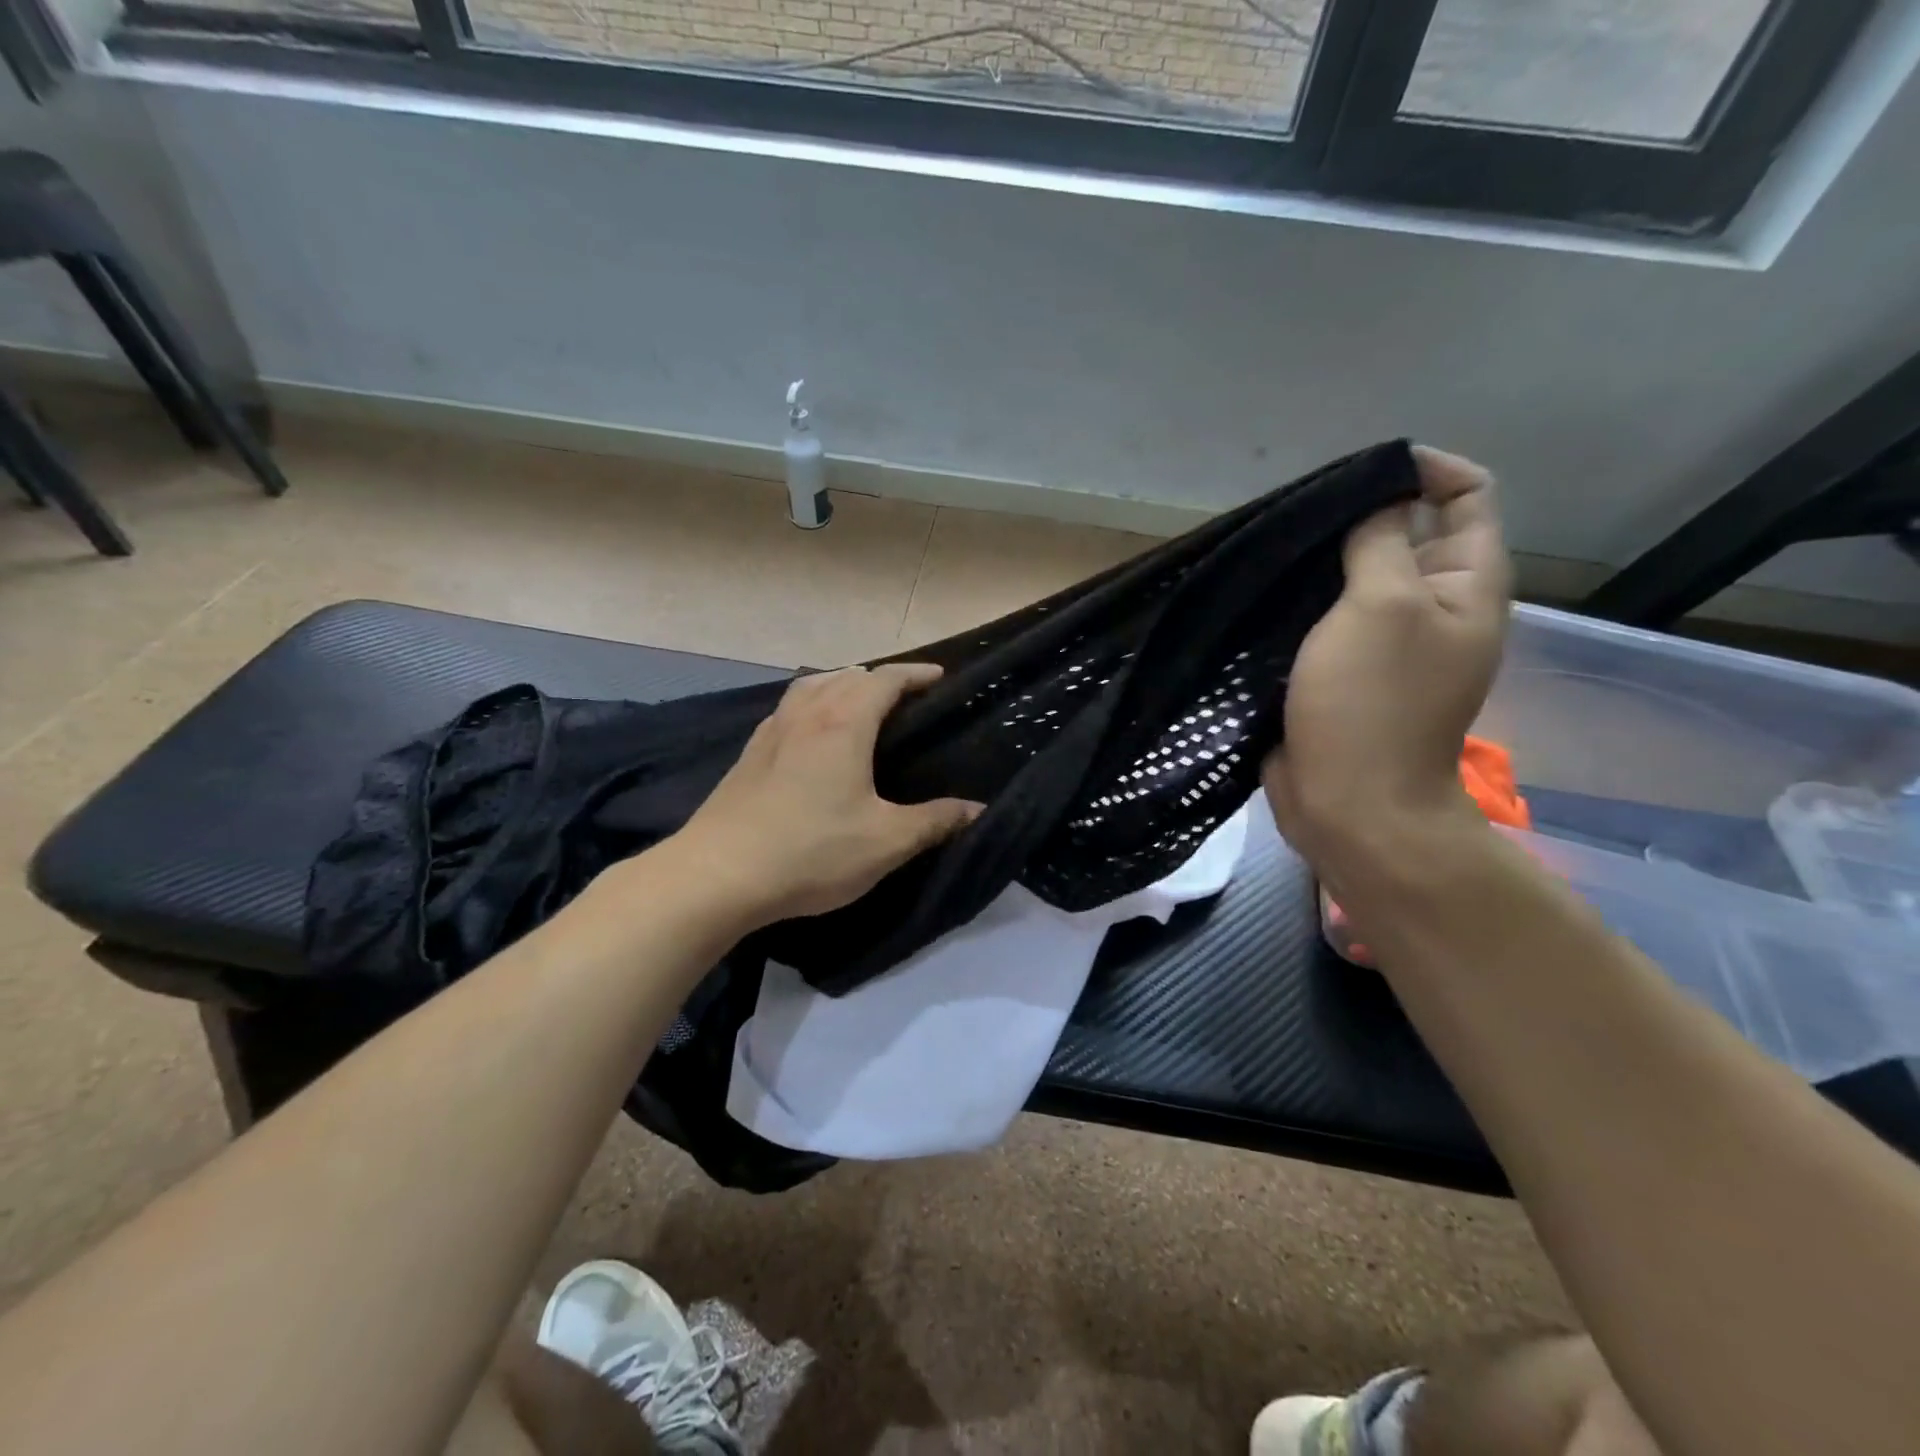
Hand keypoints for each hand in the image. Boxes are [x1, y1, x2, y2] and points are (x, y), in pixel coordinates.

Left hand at [667, 664, 983, 927]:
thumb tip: (977, 809)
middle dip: (882, 678)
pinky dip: (814, 703)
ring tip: (861, 704)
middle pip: (847, 675)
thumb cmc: (810, 852)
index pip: (885, 679)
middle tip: (908, 698)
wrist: (718, 875)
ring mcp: (772, 731)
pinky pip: (790, 708)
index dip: (915, 674)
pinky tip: (813, 733)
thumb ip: (934, 822)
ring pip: (812, 686)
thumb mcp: (885, 842)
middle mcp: (806, 714)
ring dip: (842, 684)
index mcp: (843, 723)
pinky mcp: (750, 753)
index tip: (939, 678)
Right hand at [1263, 446, 1511, 877]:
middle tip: (1297, 518)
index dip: (1420, 470)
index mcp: (1465, 584)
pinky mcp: (1343, 670)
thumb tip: (1376, 499)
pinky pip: (1326, 619)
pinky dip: (1301, 601)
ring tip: (1271, 551)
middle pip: (1404, 533)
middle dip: (1356, 516)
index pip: (1465, 495)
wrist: (1350, 804)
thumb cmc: (1372, 703)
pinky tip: (1263, 595)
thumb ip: (1381, 541)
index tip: (1355, 475)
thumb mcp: (1381, 606)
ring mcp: (1386, 642)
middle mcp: (1432, 606)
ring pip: (1356, 577)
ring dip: (1320, 561)